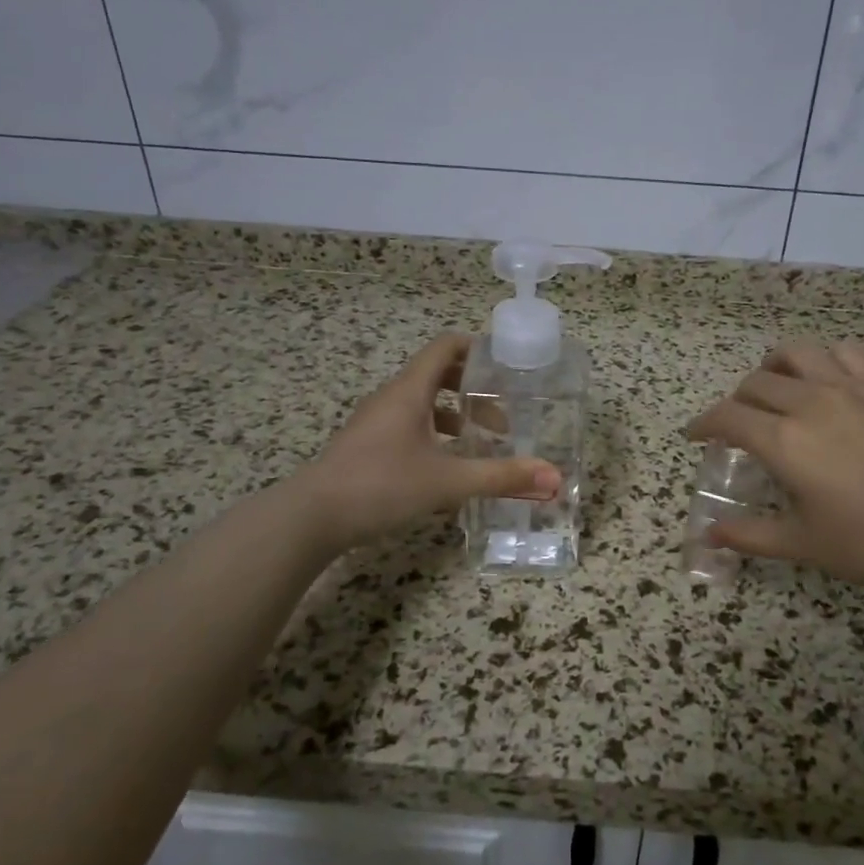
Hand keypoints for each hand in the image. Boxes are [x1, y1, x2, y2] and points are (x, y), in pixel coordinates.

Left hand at [292, 333, 560, 554]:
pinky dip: (434, 435)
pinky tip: (447, 466)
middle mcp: (391, 398)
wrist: (311, 518)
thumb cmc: (380, 486)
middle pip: (437, 374)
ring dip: (454, 415)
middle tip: (503, 413)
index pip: (446, 346)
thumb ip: (501, 477)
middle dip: (473, 388)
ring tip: (482, 441)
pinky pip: (408, 426)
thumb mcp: (448, 482)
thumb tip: (553, 479)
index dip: (478, 348)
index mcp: (409, 390)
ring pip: (422, 404)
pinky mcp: (367, 446)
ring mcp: (375, 422)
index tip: (508, 365)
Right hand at [685, 342, 863, 600]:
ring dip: (775, 367)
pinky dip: (826, 360)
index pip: (727, 418)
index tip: (695, 436)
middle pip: (756, 383)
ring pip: (798, 353)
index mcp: (784, 441)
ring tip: (777, 387)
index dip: (703, 424)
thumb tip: (707, 535)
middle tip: (739, 426)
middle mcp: (811, 402)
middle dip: (736, 402)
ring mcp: (852, 389)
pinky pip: (846, 354)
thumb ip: (748, 535)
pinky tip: (829, 381)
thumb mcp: (801, 544)